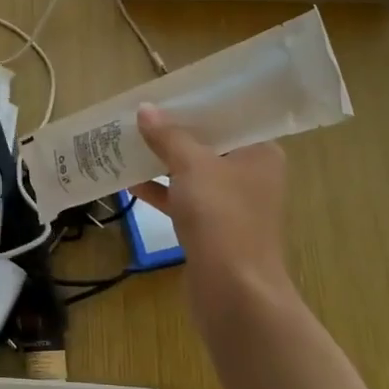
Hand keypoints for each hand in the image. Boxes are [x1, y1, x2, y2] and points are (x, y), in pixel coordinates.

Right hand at [131, 103, 292, 318]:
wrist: (234, 293)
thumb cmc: (222, 218)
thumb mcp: (192, 166)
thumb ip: (168, 136)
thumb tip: (145, 109)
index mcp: (260, 153)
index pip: (229, 117)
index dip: (197, 105)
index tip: (165, 95)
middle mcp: (251, 175)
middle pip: (208, 144)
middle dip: (173, 133)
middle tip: (140, 115)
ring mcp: (232, 205)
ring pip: (193, 174)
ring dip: (163, 161)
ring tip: (128, 143)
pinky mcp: (213, 230)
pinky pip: (184, 200)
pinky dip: (161, 191)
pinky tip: (129, 182)